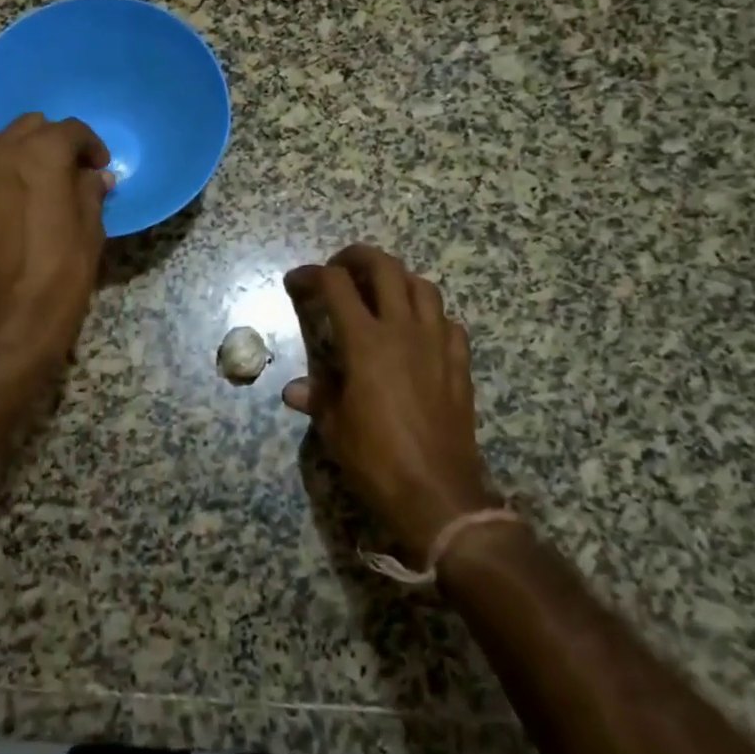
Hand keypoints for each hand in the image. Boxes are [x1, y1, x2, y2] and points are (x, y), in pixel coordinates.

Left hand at [0, 113, 112, 382]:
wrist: (0, 327)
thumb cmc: (58, 279)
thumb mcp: (90, 234)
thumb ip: (90, 193)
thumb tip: (94, 177)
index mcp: (39, 156)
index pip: (69, 130)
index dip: (90, 145)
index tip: (98, 167)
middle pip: (28, 127)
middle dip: (51, 143)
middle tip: (67, 173)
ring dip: (17, 155)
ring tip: (31, 186)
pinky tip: (2, 210)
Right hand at [283, 245, 496, 559]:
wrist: (438, 495)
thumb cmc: (377, 460)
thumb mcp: (335, 427)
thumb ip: (317, 396)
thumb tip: (294, 390)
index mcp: (366, 342)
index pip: (335, 285)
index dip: (311, 275)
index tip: (296, 282)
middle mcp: (403, 330)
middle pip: (384, 267)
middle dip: (356, 258)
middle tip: (339, 269)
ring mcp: (437, 343)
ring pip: (422, 286)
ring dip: (397, 279)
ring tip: (380, 292)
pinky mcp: (459, 363)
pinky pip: (447, 321)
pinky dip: (429, 315)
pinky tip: (417, 331)